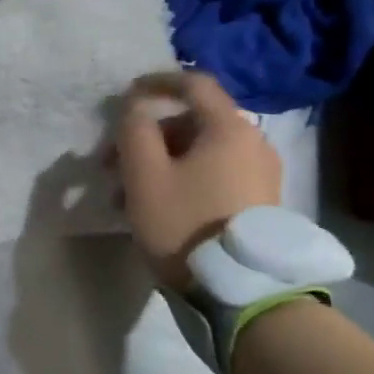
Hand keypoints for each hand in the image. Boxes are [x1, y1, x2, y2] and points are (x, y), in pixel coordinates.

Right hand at [114, 71, 281, 287]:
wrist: (242, 290)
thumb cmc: (186, 224)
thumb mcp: (145, 176)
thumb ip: (135, 131)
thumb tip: (136, 106)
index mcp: (229, 128)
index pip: (193, 84)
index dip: (156, 82)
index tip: (126, 95)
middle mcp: (253, 142)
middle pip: (192, 122)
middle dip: (147, 138)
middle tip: (112, 164)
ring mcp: (261, 174)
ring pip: (199, 153)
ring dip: (159, 164)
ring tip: (126, 198)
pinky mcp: (260, 202)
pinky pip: (214, 175)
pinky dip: (182, 180)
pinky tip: (157, 209)